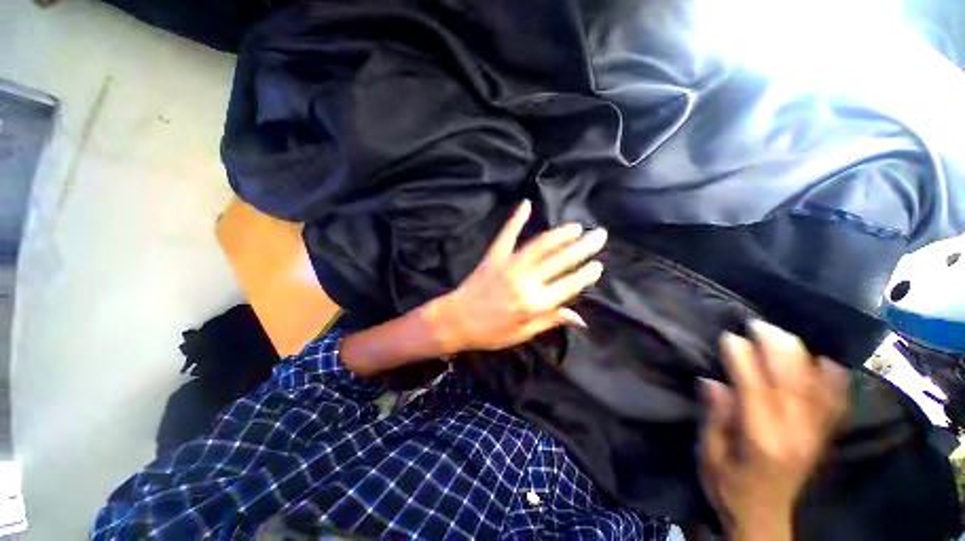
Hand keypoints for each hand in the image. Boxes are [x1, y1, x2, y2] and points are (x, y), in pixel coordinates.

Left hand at [424, 200, 605, 352]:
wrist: (456, 320)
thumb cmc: (490, 332)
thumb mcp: (523, 334)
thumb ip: (551, 321)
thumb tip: (580, 318)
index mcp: (535, 303)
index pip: (568, 285)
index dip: (585, 274)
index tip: (599, 264)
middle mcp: (526, 281)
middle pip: (560, 261)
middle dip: (582, 247)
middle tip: (599, 235)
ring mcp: (509, 265)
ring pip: (540, 245)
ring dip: (560, 234)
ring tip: (576, 226)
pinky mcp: (494, 256)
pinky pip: (507, 235)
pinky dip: (516, 219)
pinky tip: (526, 204)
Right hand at [700, 321, 847, 540]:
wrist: (764, 517)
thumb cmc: (727, 486)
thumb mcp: (709, 454)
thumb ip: (714, 418)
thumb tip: (712, 381)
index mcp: (761, 440)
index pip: (755, 390)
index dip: (743, 360)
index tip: (730, 336)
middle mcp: (795, 435)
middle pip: (792, 383)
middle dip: (776, 348)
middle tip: (757, 325)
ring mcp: (815, 435)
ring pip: (816, 387)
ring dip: (800, 356)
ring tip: (782, 334)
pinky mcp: (823, 437)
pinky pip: (836, 403)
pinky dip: (835, 380)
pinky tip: (826, 361)